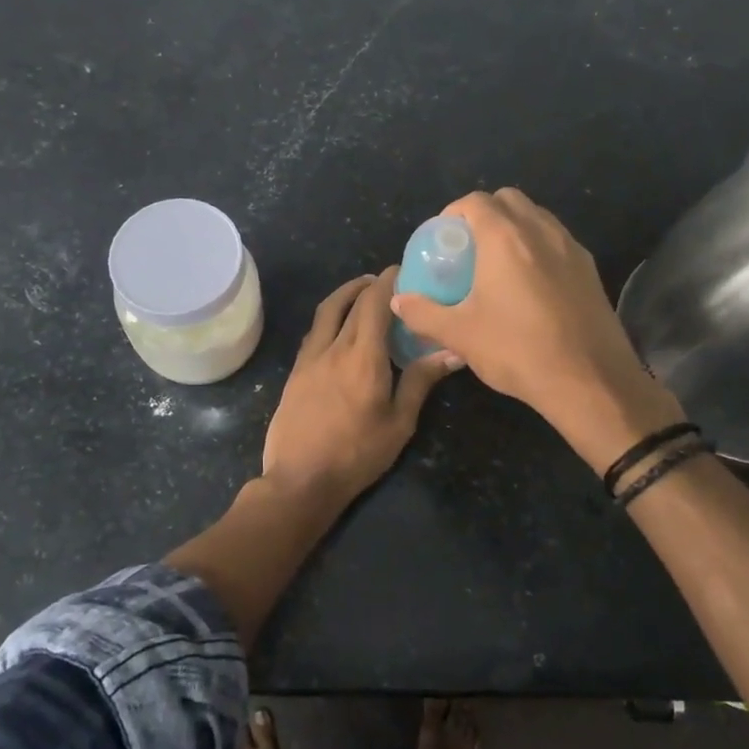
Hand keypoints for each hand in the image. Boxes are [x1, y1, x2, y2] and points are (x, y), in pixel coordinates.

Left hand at [261, 268, 459, 510]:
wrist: (300, 479)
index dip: (387, 282)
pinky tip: (340, 329)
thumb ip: (421, 381)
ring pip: (326, 312)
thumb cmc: (357, 454)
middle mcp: (333, 348)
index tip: (400, 270)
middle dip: (369, 285)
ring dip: (344, 295)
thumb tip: (452, 351)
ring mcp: (309, 358)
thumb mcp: (399, 423)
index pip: (374, 304)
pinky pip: (315, 332)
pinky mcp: (295, 372)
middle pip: (350, 303)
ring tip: (362, 293)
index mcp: (363, 357)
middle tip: (387, 282)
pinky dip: (330, 318)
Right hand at [389, 189, 682, 470]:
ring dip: (514, 228)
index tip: (442, 240)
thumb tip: (399, 300)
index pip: (475, 201)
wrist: (590, 381)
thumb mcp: (459, 334)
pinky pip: (557, 241)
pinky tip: (529, 286)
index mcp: (505, 238)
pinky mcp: (591, 270)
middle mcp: (541, 231)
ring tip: (497, 266)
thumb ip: (422, 313)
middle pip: (509, 200)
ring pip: (537, 218)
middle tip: (468, 249)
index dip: (453, 213)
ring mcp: (571, 248)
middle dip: (485, 214)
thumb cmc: (517, 350)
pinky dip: (538, 248)